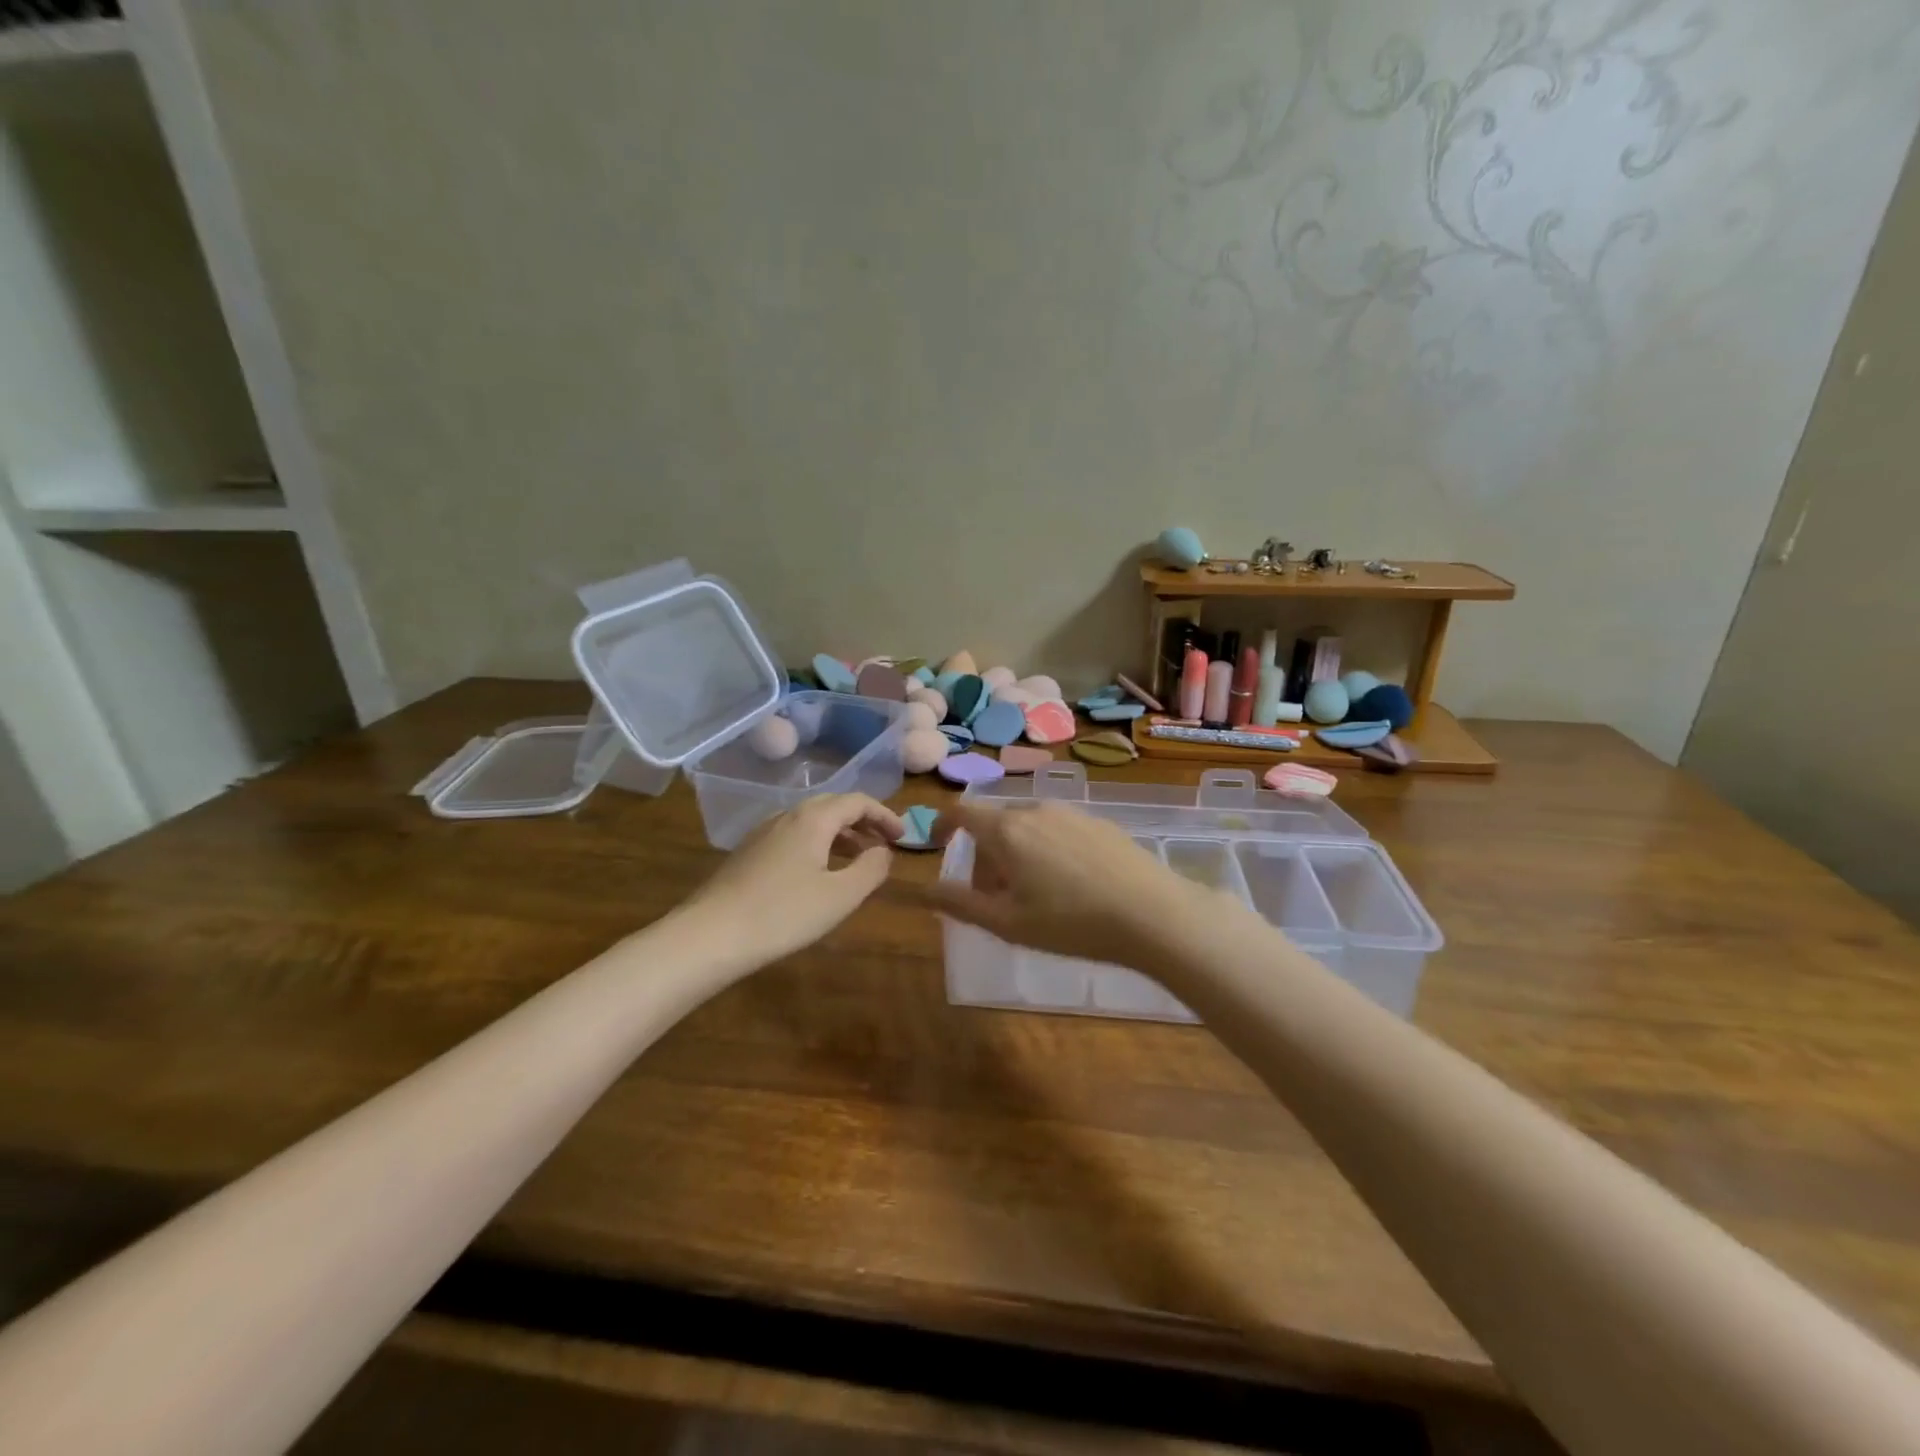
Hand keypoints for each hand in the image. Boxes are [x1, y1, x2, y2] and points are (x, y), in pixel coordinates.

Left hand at [676, 794, 904, 969]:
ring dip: (840, 835)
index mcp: (813, 819)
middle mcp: (787, 815)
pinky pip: (793, 837)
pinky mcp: (748, 853)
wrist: (710, 935)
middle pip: (833, 806)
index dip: (885, 815)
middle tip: (884, 846)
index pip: (857, 801)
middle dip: (863, 822)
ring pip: (811, 822)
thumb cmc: (783, 914)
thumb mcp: (840, 896)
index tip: (903, 837)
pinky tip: (818, 874)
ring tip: (857, 861)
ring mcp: (763, 833)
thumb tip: (884, 851)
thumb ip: (871, 869)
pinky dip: (818, 845)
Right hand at [929, 801, 1213, 969]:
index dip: (943, 824)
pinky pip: (1057, 829)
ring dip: (1015, 853)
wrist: (1152, 913)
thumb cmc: (1071, 923)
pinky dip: (1046, 849)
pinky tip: (1070, 885)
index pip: (962, 811)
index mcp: (1006, 831)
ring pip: (1027, 826)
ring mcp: (1071, 812)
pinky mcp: (1100, 822)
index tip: (938, 844)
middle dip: (983, 854)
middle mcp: (1036, 810)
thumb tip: (922, 889)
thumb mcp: (1007, 923)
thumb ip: (960, 903)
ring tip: (1032, 895)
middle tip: (993, 896)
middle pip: (995, 823)